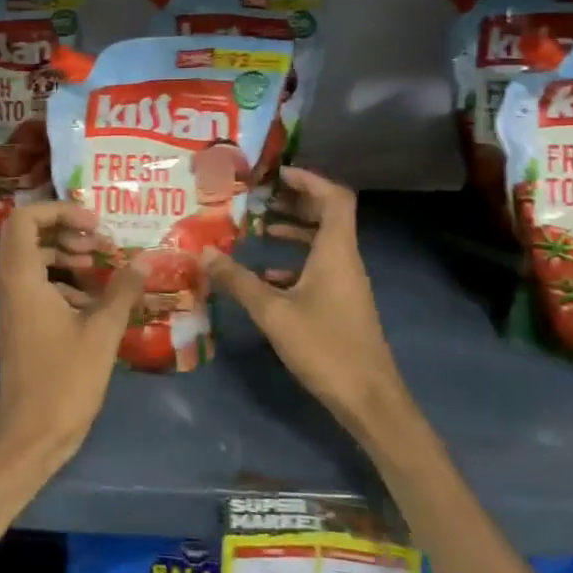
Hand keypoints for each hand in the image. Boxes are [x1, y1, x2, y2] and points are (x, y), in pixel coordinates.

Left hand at [0, 201, 145, 474]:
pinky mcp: (22, 326)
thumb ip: (122, 290)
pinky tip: (96, 302)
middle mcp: (10, 286)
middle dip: (65, 231)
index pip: (24, 219)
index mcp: (21, 279)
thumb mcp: (102, 332)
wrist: (31, 438)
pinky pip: (39, 287)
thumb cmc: (64, 380)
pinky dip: (65, 283)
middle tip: (100, 244)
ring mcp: (13, 307)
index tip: (94, 224)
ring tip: (103, 269)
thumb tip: (144, 260)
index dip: (59, 210)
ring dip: (67, 257)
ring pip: (34, 262)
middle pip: (27, 236)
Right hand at [201, 166, 408, 433]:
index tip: (277, 174)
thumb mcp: (273, 312)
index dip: (309, 180)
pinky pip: (318, 267)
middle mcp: (345, 260)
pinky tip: (265, 274)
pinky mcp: (341, 304)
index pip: (334, 198)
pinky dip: (294, 261)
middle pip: (327, 216)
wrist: (369, 399)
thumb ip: (238, 281)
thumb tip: (204, 253)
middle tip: (261, 195)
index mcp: (336, 252)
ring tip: (259, 226)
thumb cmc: (325, 347)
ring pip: (322, 243)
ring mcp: (346, 283)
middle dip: (295, 202)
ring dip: (294, 230)